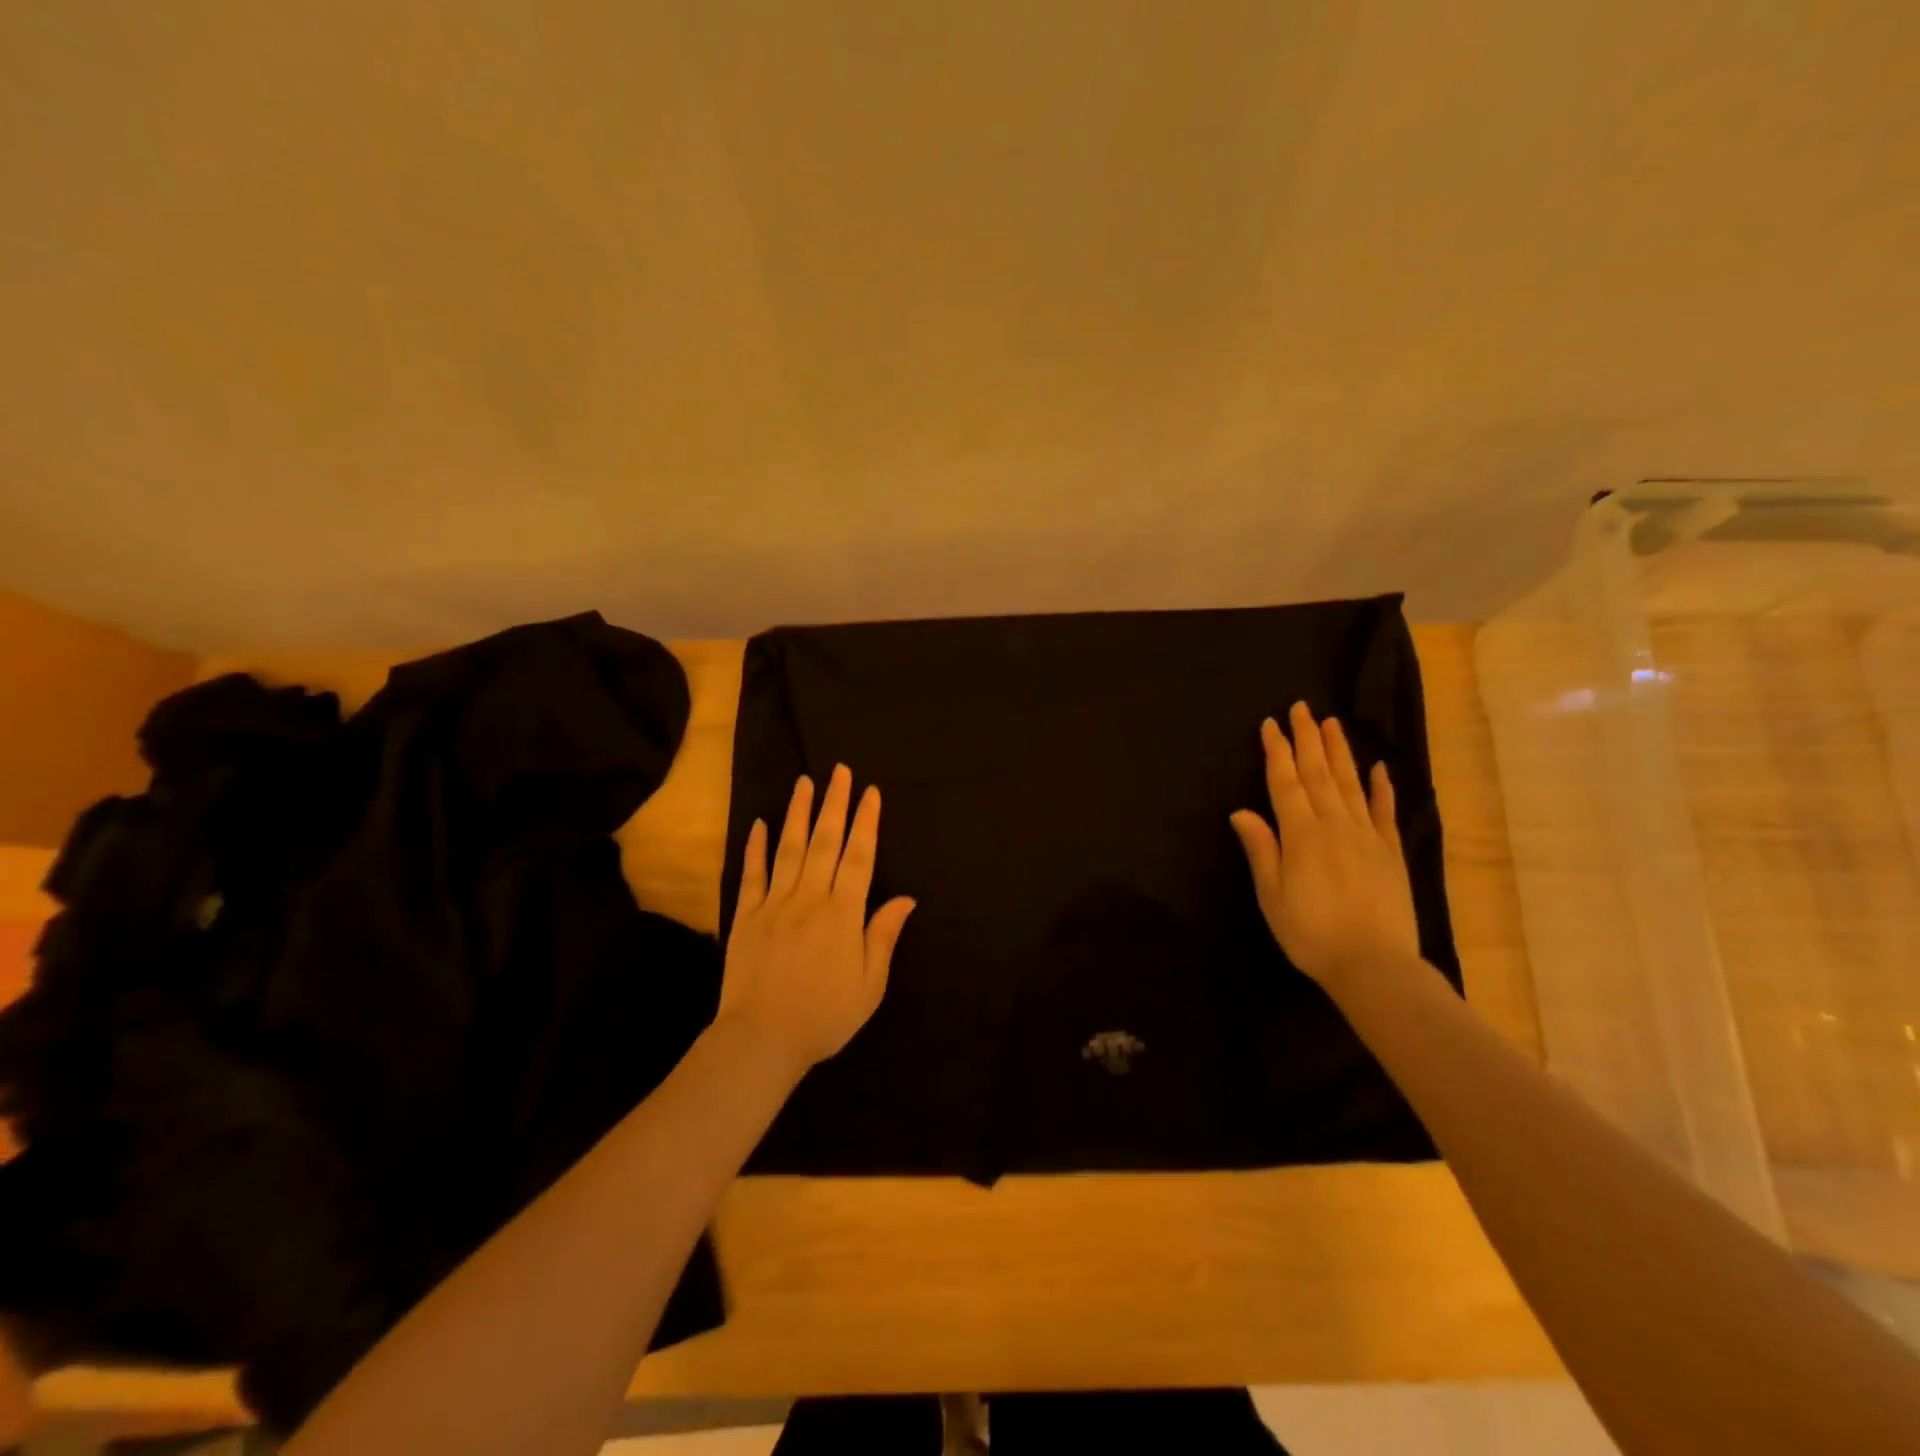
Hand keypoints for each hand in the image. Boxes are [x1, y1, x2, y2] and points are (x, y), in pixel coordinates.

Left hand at [718, 765, 915, 1077]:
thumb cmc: (824, 1016)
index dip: (866, 822)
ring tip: (804, 782)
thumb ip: (883, 936)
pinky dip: (756, 848)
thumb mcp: (870, 985)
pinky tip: (761, 824)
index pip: (859, 857)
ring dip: (798, 813)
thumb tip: (906, 898)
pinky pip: (752, 875)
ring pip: (788, 849)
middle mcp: (810, 898)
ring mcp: (774, 904)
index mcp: (843, 914)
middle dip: (834, 804)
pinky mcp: (746, 917)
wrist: (761, 1040)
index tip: (871, 792)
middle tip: (839, 771)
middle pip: (825, 842)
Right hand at [1230, 702, 1420, 995]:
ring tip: (1332, 723)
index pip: (1285, 782)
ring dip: (1339, 751)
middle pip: (1318, 773)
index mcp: (1301, 834)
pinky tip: (1379, 768)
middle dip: (1307, 739)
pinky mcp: (1391, 851)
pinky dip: (1382, 787)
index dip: (1277, 751)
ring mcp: (1367, 835)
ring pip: (1351, 783)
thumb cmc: (1311, 933)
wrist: (1375, 965)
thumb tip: (1242, 811)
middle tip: (1302, 708)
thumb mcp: (1272, 895)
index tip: (1271, 724)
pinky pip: (1385, 811)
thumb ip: (1261, 849)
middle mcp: (1335, 824)